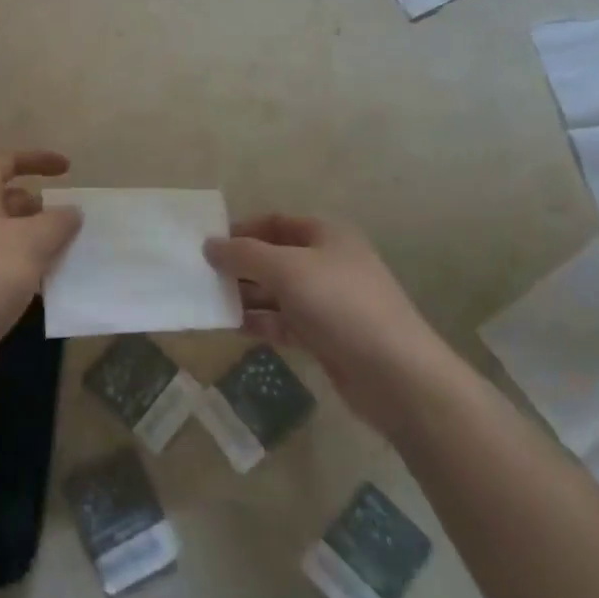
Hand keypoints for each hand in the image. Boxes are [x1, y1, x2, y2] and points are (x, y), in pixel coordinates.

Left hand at [0, 151, 82, 381]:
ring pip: (3, 234)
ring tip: (64, 252)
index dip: (35, 160)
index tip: (67, 169)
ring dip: (33, 239)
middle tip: (66, 219)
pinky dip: (23, 266)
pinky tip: (44, 286)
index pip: (4, 162)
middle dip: (37, 206)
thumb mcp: (33, 242)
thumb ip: (58, 221)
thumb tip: (71, 211)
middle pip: (3, 199)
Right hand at [205, 214, 439, 434]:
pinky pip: (285, 322)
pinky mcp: (327, 337)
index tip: (208, 244)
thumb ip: (244, 255)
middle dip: (240, 265)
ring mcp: (329, 302)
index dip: (242, 230)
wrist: (396, 375)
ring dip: (246, 296)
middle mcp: (328, 263)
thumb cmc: (340, 305)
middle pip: (275, 257)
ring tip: (209, 302)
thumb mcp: (286, 270)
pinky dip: (261, 322)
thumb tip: (209, 244)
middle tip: (202, 275)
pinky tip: (234, 327)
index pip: (276, 223)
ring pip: (278, 292)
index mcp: (327, 235)